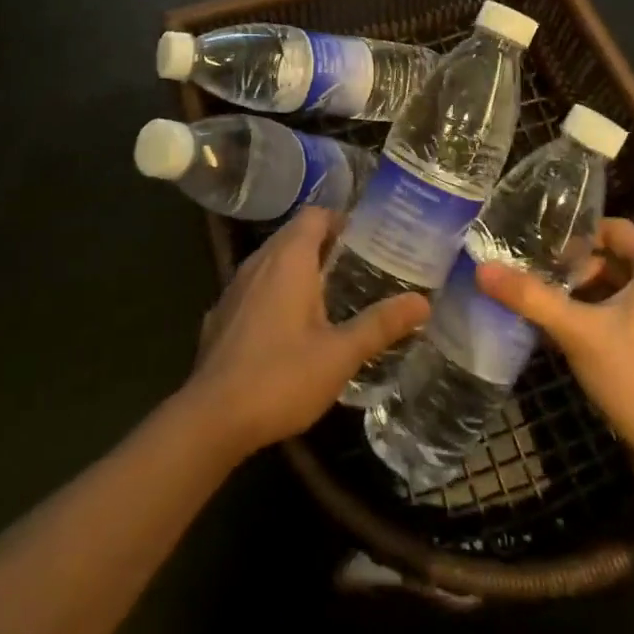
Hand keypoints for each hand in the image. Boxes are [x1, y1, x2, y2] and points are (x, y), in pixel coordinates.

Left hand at [182, 208, 428, 461]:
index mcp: (288, 259)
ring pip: (272, 261)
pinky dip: (276, 292)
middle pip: (294, 235)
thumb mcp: (340, 354)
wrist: (211, 418)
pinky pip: (255, 287)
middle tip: (360, 268)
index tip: (368, 241)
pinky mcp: (221, 314)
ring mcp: (234, 288)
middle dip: (326, 246)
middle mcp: (258, 262)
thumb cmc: (281, 377)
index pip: (315, 215)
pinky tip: (291, 327)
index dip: (341, 221)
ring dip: (300, 269)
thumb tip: (422, 302)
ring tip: (332, 296)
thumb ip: (380, 325)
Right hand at [476, 218, 633, 461]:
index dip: (577, 232)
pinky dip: (596, 317)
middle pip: (614, 260)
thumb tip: (483, 269)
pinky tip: (563, 332)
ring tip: (541, 299)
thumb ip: (530, 296)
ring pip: (618, 291)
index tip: (541, 242)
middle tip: (533, 272)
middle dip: (574, 267)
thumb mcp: (576, 330)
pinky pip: (625, 317)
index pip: (615, 228)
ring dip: (582, 294)